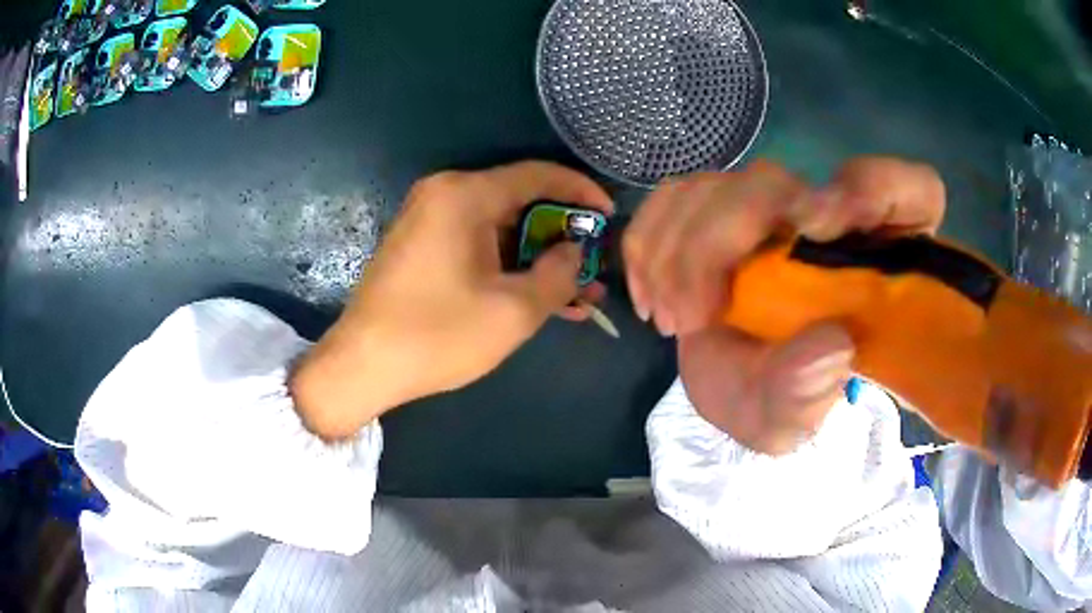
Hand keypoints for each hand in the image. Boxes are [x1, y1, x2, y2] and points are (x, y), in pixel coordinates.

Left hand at [292, 161, 612, 438]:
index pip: (538, 175)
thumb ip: (559, 273)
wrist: (362, 366)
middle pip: (519, 203)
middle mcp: (444, 195)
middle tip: (592, 267)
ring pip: (501, 230)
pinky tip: (537, 297)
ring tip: (576, 294)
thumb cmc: (437, 336)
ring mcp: (429, 220)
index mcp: (464, 195)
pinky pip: (477, 245)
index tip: (609, 216)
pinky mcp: (422, 246)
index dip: (580, 192)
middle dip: (561, 237)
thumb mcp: (513, 310)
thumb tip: (574, 250)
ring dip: (538, 259)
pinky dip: (508, 267)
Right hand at [625, 157, 944, 453]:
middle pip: (777, 182)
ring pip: (719, 183)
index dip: (876, 189)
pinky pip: (678, 194)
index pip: (912, 192)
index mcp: (879, 259)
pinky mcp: (724, 208)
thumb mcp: (791, 419)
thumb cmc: (782, 401)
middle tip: (689, 318)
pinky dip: (650, 238)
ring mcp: (774, 208)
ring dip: (675, 249)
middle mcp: (830, 217)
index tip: (820, 225)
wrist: (739, 388)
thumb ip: (807, 391)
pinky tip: (651, 291)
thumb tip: (829, 343)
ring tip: (670, 318)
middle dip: (718, 241)